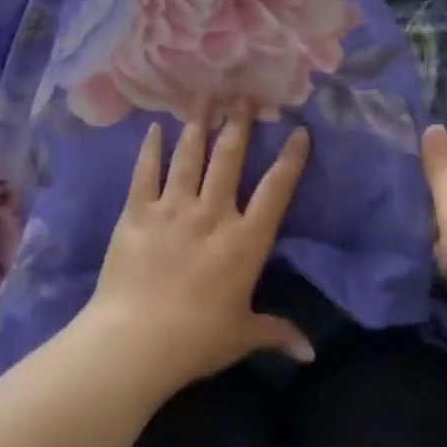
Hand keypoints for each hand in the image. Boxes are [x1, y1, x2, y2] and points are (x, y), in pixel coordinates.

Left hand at [79, 107, 313, 396]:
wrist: (136, 340)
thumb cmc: (197, 340)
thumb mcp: (242, 335)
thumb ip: (277, 333)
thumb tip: (310, 353)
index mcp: (245, 241)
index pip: (276, 190)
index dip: (290, 158)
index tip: (298, 129)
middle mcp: (212, 213)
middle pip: (229, 158)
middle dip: (238, 122)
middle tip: (244, 93)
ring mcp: (172, 208)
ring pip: (189, 156)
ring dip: (198, 123)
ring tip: (205, 95)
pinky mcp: (137, 212)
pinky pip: (145, 173)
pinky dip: (151, 149)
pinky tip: (155, 127)